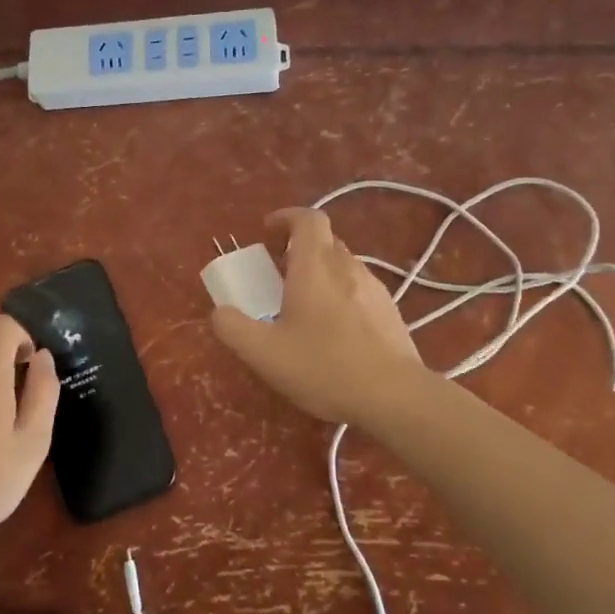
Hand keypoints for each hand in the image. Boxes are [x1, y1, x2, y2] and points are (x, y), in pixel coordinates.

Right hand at [210, 208, 427, 426]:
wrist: (394, 396)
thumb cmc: (324, 367)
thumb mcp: (264, 354)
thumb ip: (233, 328)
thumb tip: (220, 312)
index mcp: (316, 266)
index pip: (307, 219)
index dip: (286, 217)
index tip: (267, 233)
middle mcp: (348, 267)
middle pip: (324, 241)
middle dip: (299, 250)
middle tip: (279, 276)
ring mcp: (375, 288)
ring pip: (343, 266)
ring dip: (321, 274)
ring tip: (305, 308)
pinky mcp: (391, 311)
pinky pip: (360, 289)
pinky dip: (341, 295)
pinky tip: (335, 332)